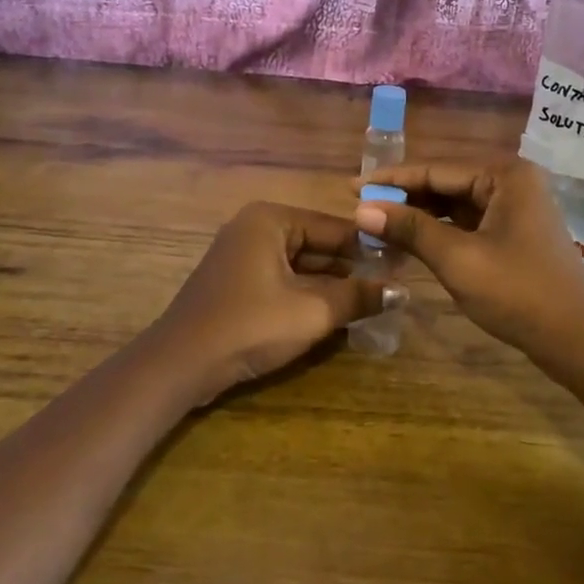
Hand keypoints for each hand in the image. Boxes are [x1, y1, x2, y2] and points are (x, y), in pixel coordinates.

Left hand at [148, 202, 403, 402]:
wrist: (180, 364)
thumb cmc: (249, 325)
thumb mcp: (312, 311)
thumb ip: (358, 296)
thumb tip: (401, 291)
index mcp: (271, 219)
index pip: (334, 226)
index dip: (370, 246)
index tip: (403, 263)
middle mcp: (255, 226)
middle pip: (317, 243)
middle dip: (351, 267)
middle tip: (391, 285)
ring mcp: (242, 253)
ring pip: (300, 263)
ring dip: (331, 283)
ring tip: (371, 299)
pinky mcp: (236, 280)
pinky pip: (282, 277)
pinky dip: (306, 292)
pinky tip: (334, 311)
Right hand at [353, 160, 583, 362]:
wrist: (578, 340)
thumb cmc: (518, 293)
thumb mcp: (458, 259)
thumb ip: (410, 229)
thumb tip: (361, 210)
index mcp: (504, 175)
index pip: (435, 169)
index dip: (390, 179)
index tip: (350, 187)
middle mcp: (512, 181)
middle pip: (445, 183)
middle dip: (404, 197)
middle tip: (360, 209)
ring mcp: (516, 207)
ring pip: (455, 204)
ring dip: (420, 215)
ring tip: (378, 225)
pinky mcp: (516, 233)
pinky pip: (468, 222)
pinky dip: (440, 231)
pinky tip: (412, 241)